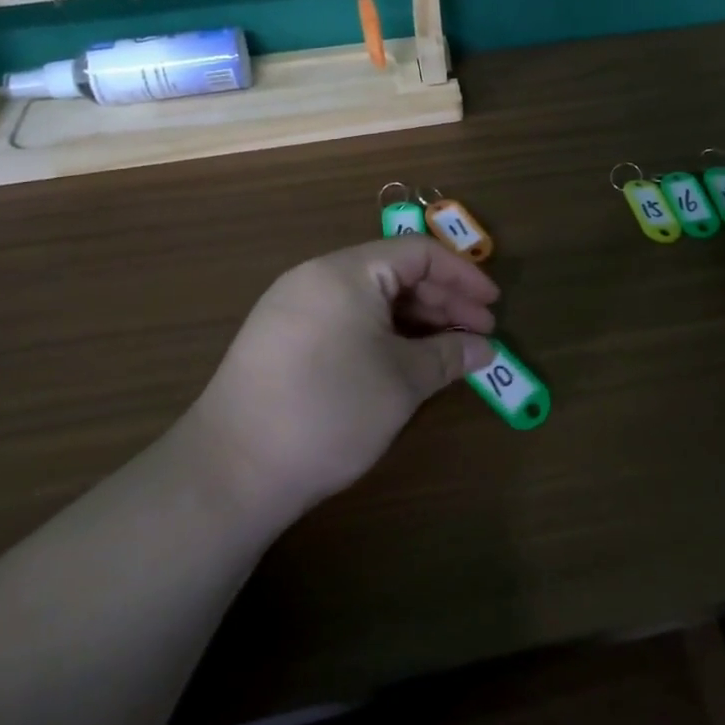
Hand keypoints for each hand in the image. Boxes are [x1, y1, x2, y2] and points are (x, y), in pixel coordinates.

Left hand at [190, 238, 498, 522]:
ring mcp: (294, 307)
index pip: (418, 253)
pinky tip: (404, 362)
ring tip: (448, 352)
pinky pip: (346, 319)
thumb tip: (485, 349)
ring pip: (370, 299)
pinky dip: (383, 334)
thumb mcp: (402, 382)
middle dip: (442, 302)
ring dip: (415, 321)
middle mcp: (317, 277)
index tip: (493, 306)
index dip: (462, 277)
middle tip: (479, 334)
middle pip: (394, 273)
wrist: (231, 471)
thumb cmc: (329, 411)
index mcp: (346, 272)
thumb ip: (449, 356)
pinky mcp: (281, 339)